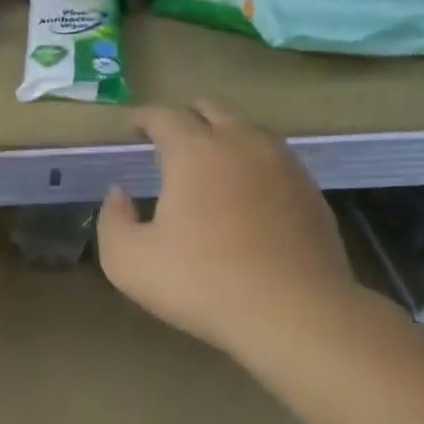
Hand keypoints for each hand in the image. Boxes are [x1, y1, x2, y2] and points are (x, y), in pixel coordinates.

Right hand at [97, 101, 365, 366]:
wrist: (296, 313)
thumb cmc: (203, 282)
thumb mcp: (128, 261)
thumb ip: (112, 220)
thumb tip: (119, 195)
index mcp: (194, 151)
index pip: (164, 116)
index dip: (144, 117)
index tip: (132, 127)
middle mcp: (240, 143)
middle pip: (211, 109)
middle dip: (186, 117)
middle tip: (169, 138)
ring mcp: (282, 164)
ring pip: (248, 130)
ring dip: (223, 135)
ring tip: (209, 160)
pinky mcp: (310, 190)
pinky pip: (275, 159)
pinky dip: (253, 162)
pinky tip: (247, 191)